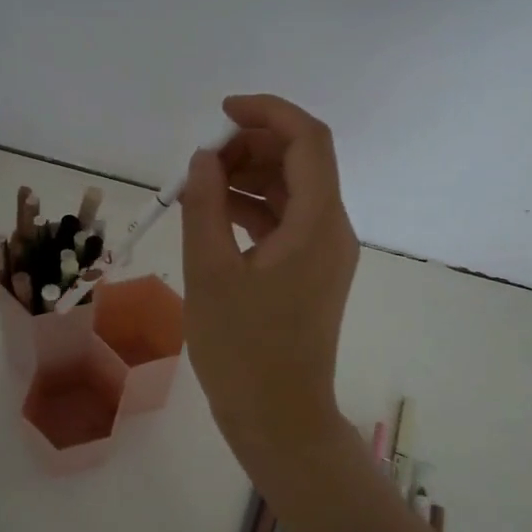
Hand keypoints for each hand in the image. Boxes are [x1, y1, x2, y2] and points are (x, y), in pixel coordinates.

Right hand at [180, 94, 358, 456]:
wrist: (279, 419)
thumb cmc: (242, 350)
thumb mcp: (210, 273)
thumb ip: (205, 205)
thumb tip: (203, 159)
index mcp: (318, 224)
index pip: (308, 140)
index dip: (268, 112)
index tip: (221, 112)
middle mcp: (333, 230)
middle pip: (302, 161)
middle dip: (252, 146)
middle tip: (201, 159)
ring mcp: (325, 253)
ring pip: (292, 191)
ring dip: (249, 176)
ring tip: (198, 185)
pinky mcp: (312, 272)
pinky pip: (286, 222)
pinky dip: (253, 209)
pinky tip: (214, 214)